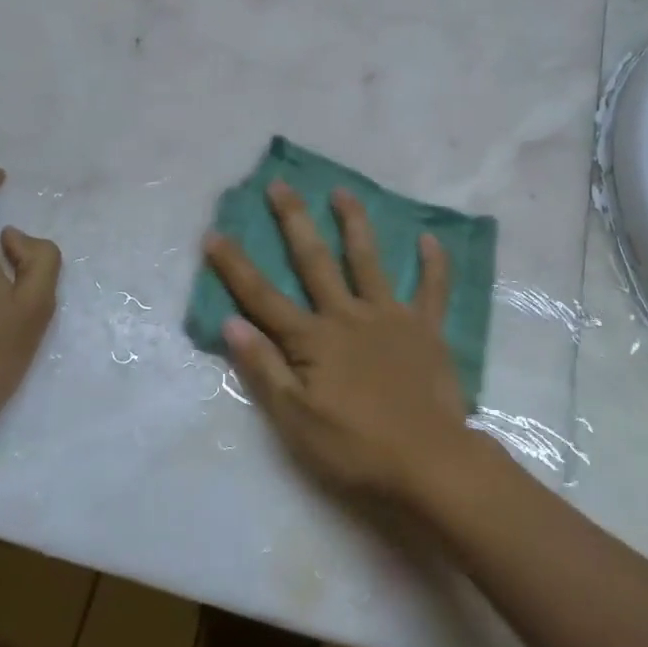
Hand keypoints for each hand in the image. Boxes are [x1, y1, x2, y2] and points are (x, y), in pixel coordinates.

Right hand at [203, 181, 474, 503]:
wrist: (429, 462)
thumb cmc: (355, 448)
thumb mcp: (295, 420)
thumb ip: (263, 368)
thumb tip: (231, 323)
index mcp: (313, 339)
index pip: (262, 297)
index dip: (235, 266)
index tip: (214, 233)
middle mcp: (347, 315)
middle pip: (313, 261)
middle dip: (293, 221)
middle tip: (279, 185)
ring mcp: (390, 317)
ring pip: (368, 260)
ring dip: (354, 224)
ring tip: (343, 191)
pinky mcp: (426, 329)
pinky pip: (432, 290)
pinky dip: (433, 264)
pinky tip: (430, 238)